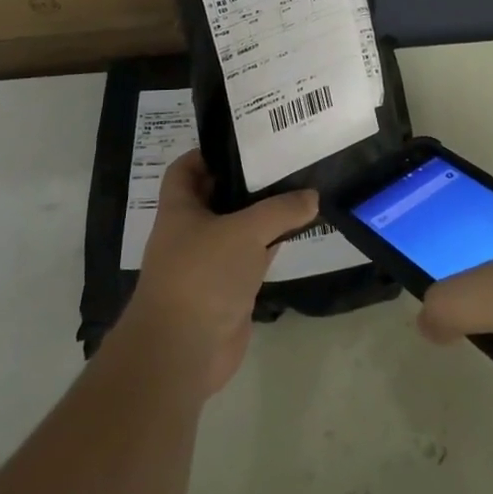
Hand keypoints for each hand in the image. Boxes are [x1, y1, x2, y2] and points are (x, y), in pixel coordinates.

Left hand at [123, 150, 317, 395]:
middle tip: (285, 162)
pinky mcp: (228, 289)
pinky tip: (298, 232)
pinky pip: (252, 259)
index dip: (209, 153)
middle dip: (247, 182)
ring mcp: (210, 262)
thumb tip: (312, 196)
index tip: (246, 142)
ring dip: (264, 215)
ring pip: (239, 229)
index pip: (186, 168)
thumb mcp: (245, 231)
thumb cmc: (203, 275)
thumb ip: (281, 210)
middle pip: (218, 196)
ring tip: (299, 190)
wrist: (184, 351)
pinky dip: (272, 247)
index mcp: (180, 209)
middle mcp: (191, 232)